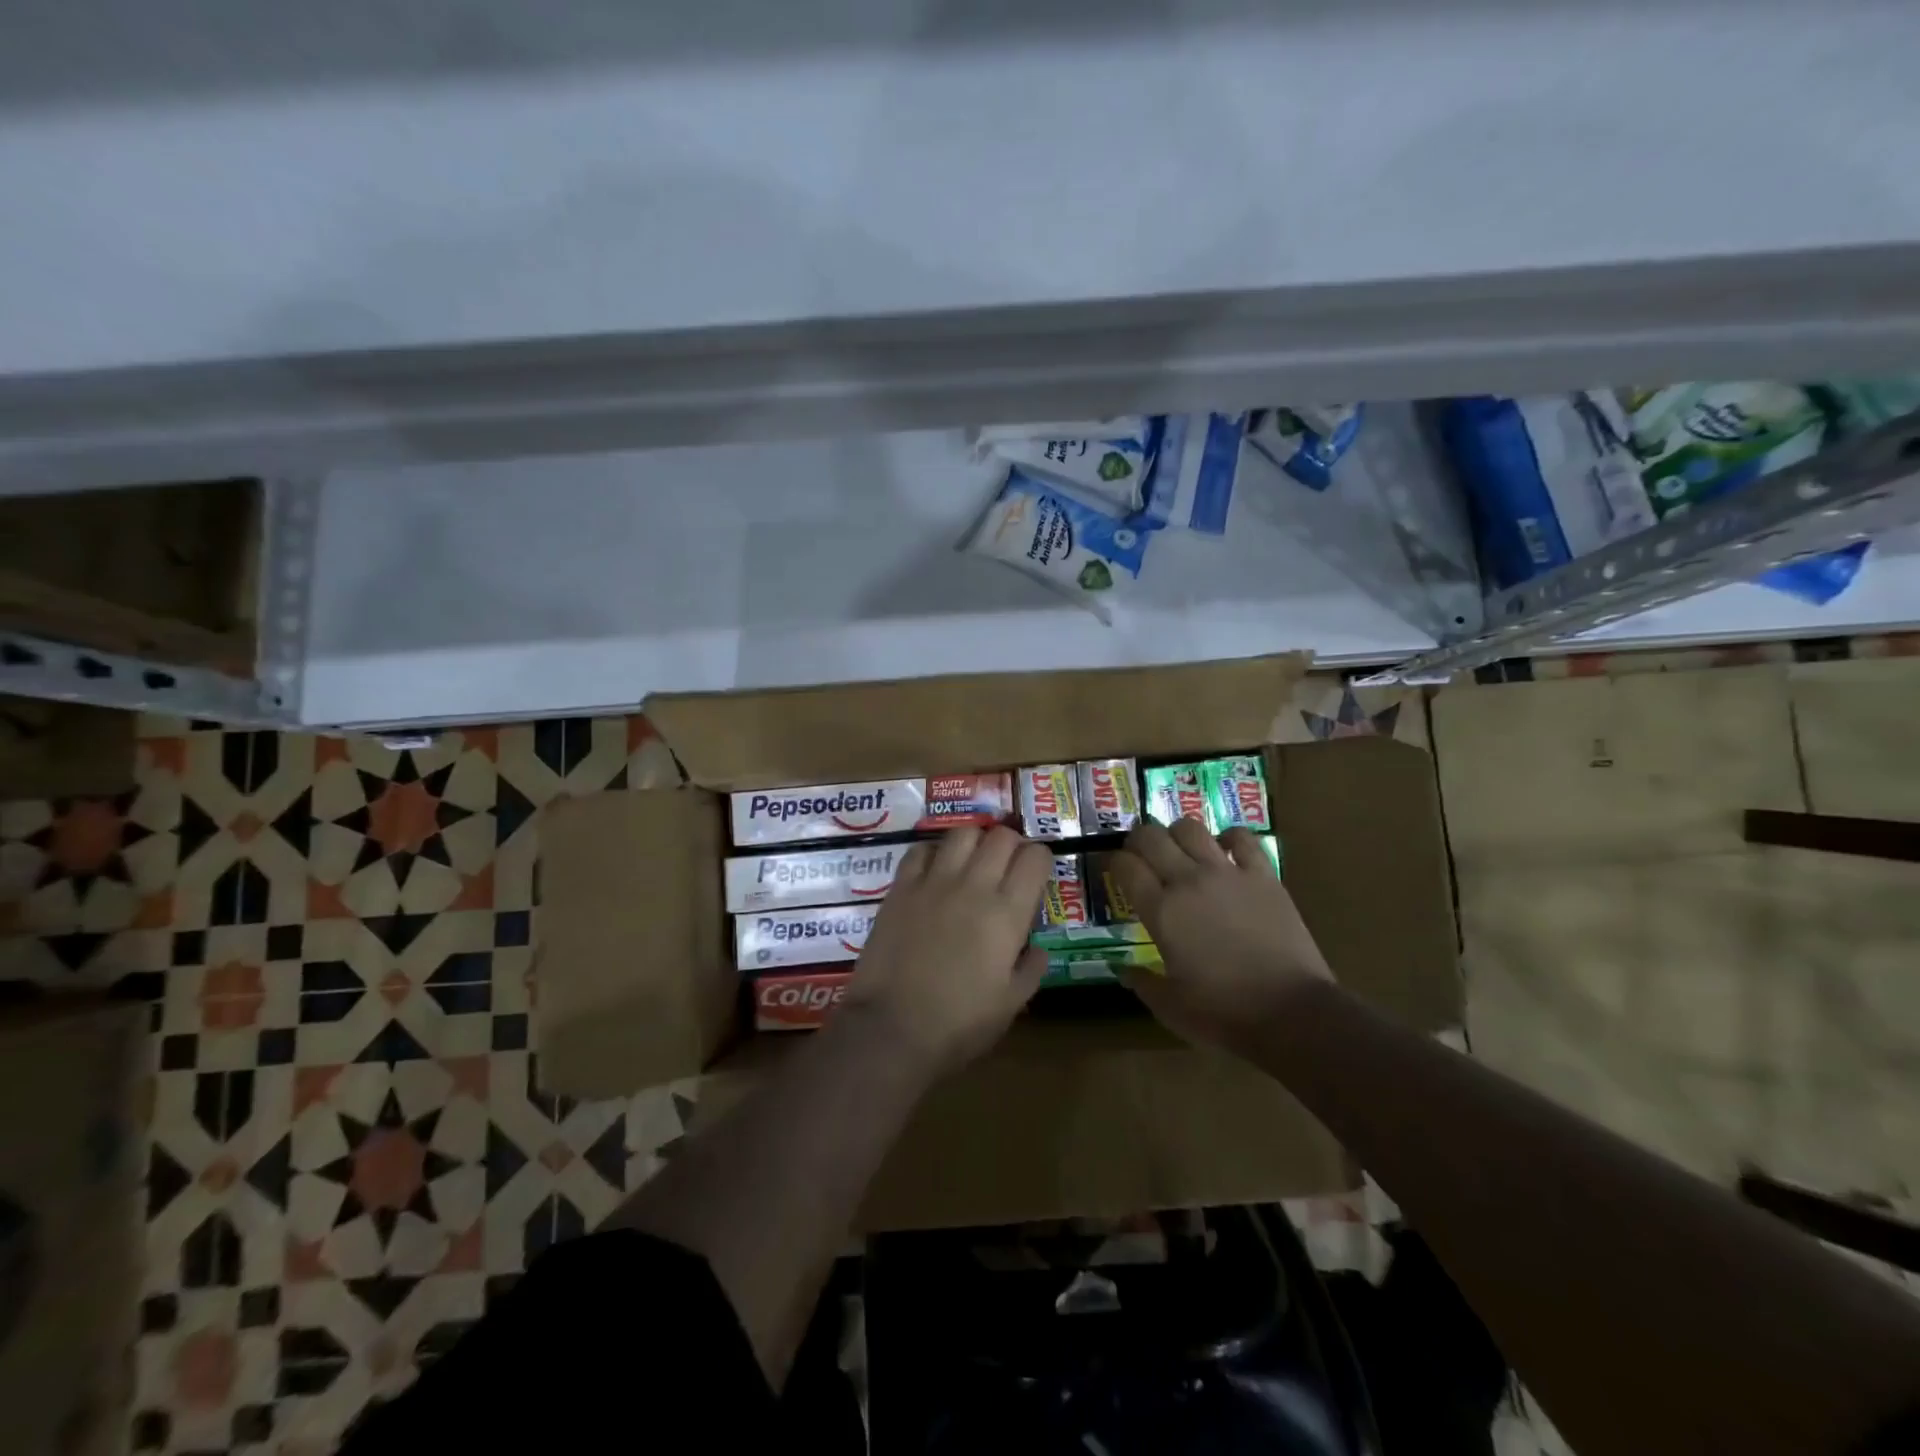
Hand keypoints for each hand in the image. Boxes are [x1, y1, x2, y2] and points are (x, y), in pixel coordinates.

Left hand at [847, 826, 1052, 1074]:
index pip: (1035, 858)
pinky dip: (934, 852)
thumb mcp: (1010, 1004)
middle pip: (1001, 836)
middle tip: (1007, 867)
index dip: (1041, 859)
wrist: (892, 1028)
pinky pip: (921, 849)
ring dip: (975, 841)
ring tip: (973, 862)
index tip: (1036, 875)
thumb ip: (1031, 970)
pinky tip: (935, 871)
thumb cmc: (959, 1024)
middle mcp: (974, 885)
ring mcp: (934, 881)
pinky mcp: (901, 887)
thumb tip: (1037, 949)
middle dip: (1012, 845)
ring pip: (963, 833)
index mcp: (1007, 913)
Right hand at [1110, 819, 1332, 1057]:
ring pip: (1191, 828)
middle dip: (1137, 840)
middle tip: (1140, 855)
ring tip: (1178, 849)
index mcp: (1161, 911)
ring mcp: (1228, 873)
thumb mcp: (1170, 1007)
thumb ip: (1141, 982)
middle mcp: (1188, 881)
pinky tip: (1225, 849)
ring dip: (1177, 833)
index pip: (1125, 866)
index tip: (1112, 870)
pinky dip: (1229, 837)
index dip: (1112, 863)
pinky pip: (1242, 838)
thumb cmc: (1224, 1013)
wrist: (1292, 1013)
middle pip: (1151, 837)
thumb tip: (1121, 970)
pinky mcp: (1263, 876)